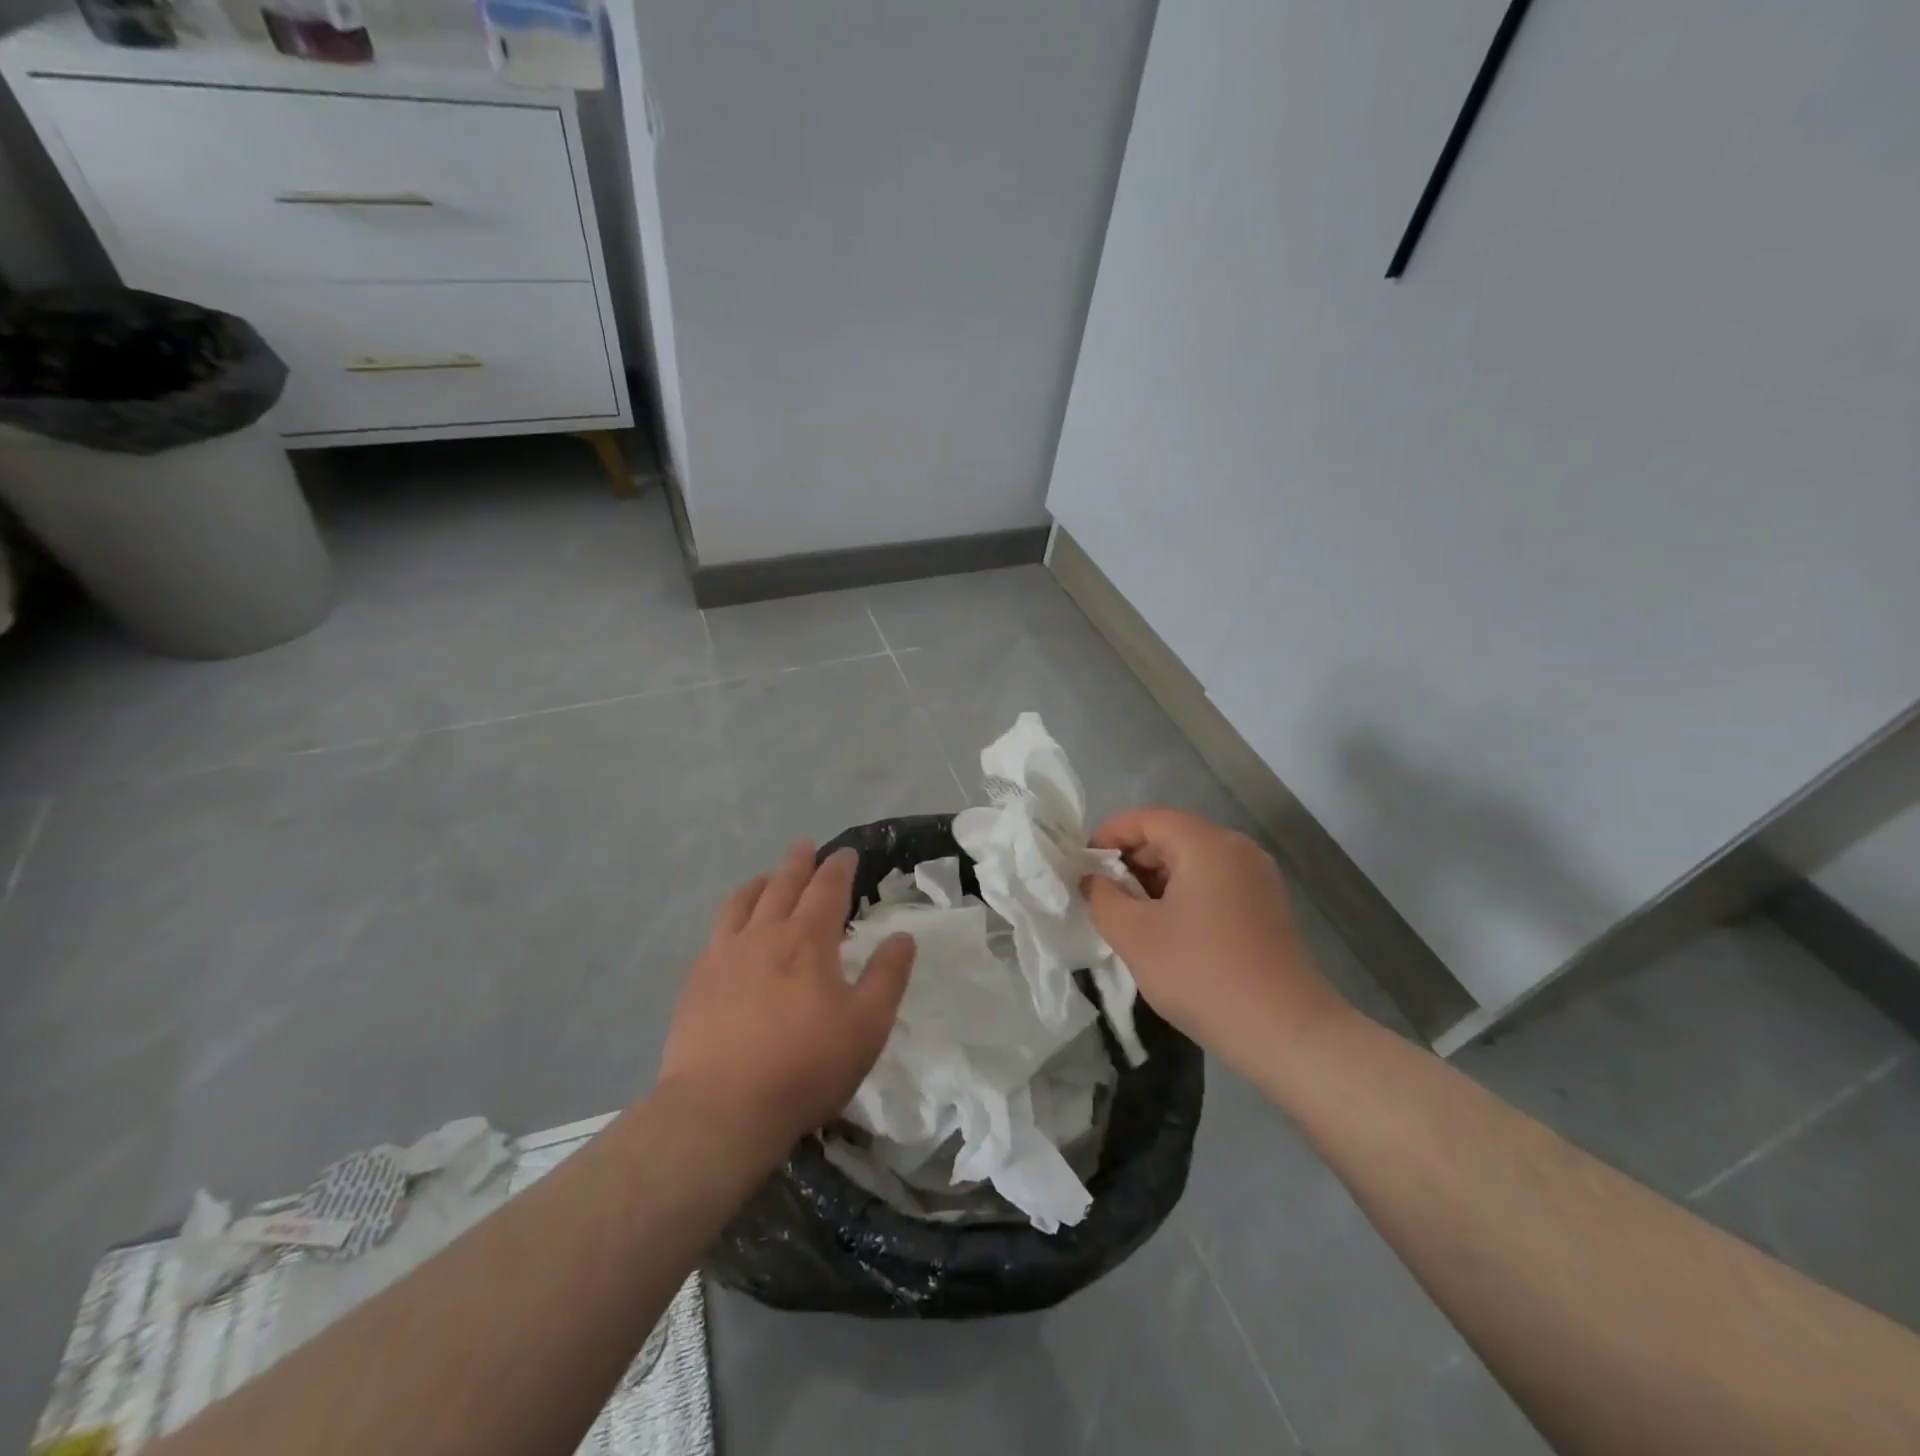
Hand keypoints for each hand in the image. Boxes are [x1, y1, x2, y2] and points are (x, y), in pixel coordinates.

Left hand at [656, 843, 914, 1160]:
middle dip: (798, 863)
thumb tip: (903, 936)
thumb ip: (888, 976)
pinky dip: (732, 915)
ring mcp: (724, 955)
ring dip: (760, 883)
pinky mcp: (697, 981)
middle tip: (806, 847)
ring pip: (742, 902)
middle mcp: (764, 934)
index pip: (827, 888)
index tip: (846, 854)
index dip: (839, 868)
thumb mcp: (867, 1026)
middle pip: (782, 884)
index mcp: (808, 940)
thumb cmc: (805, 1066)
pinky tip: (732, 930)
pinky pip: (716, 932)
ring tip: (766, 877)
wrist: (721, 1109)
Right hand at [1082, 808, 1345, 1076]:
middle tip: (1103, 896)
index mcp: (1206, 844)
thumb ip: (1102, 897)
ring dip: (1156, 881)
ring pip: (1193, 862)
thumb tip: (1093, 880)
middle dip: (1131, 861)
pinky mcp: (1268, 907)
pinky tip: (1168, 932)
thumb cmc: (1202, 974)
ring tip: (1131, 918)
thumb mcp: (1134, 935)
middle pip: (1171, 837)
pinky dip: (1184, 896)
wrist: (1286, 1032)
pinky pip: (1214, 884)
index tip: (1083, 866)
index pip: (1147, 819)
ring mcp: (1258, 878)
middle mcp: (1237, 849)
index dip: (1109, 835)